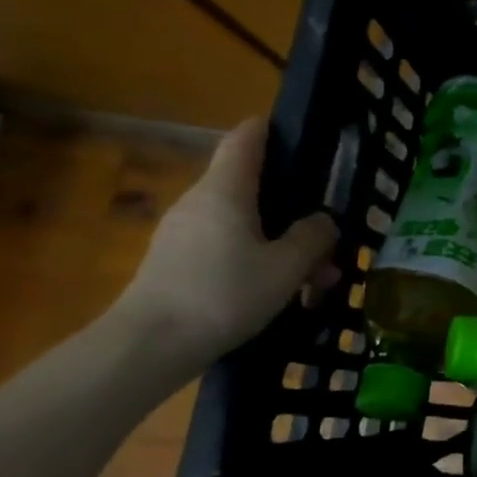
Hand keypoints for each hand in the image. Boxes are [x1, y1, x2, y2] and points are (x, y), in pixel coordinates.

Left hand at [117, 118, 339, 366]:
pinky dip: (258, 260)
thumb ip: (313, 237)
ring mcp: (182, 233)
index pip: (246, 138)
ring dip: (282, 244)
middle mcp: (200, 201)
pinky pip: (226, 248)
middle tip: (330, 236)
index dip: (272, 128)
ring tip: (316, 280)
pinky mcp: (174, 263)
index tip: (301, 133)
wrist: (146, 348)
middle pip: (252, 188)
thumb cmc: (224, 294)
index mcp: (226, 190)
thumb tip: (323, 220)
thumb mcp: (287, 267)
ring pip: (244, 224)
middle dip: (294, 208)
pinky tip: (281, 294)